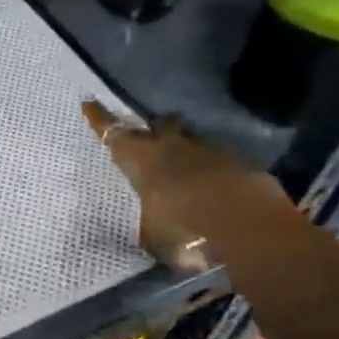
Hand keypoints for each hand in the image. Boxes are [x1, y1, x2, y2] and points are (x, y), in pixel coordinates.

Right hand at [82, 102, 296, 268]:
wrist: (250, 230)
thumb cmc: (185, 230)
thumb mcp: (153, 235)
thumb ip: (148, 222)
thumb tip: (148, 226)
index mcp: (142, 159)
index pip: (113, 134)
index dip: (99, 119)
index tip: (88, 103)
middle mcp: (174, 147)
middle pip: (162, 125)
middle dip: (157, 127)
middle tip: (154, 133)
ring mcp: (211, 152)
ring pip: (194, 141)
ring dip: (188, 150)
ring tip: (187, 166)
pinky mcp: (242, 164)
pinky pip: (221, 161)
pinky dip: (215, 170)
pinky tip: (216, 187)